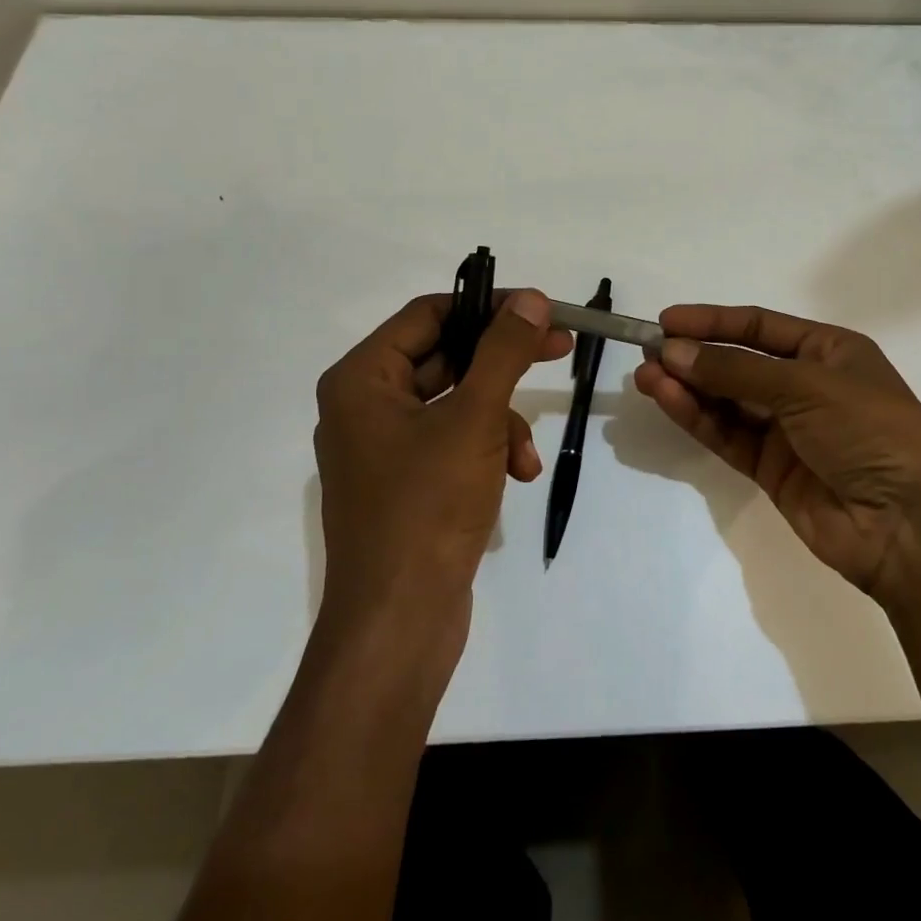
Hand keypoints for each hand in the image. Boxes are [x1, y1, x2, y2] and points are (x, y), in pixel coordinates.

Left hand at [313, 290, 572, 655]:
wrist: (400, 622)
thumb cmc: (429, 505)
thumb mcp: (475, 418)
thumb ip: (504, 351)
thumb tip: (529, 299)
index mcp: (362, 380)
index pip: (428, 314)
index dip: (487, 307)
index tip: (538, 309)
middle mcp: (365, 406)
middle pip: (446, 357)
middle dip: (503, 365)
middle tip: (558, 347)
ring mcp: (384, 448)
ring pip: (457, 402)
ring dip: (501, 420)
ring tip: (525, 455)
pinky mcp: (406, 483)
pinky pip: (453, 442)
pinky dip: (488, 450)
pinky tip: (517, 476)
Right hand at [633, 305, 920, 601]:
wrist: (910, 524)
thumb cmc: (869, 430)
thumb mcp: (804, 385)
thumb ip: (734, 370)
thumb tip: (672, 352)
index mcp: (828, 351)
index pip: (759, 328)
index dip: (712, 322)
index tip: (666, 320)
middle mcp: (806, 386)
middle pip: (738, 364)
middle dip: (694, 356)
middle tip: (647, 352)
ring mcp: (788, 430)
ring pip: (727, 401)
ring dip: (688, 387)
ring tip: (645, 376)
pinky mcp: (772, 471)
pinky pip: (728, 435)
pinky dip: (698, 418)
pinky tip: (668, 400)